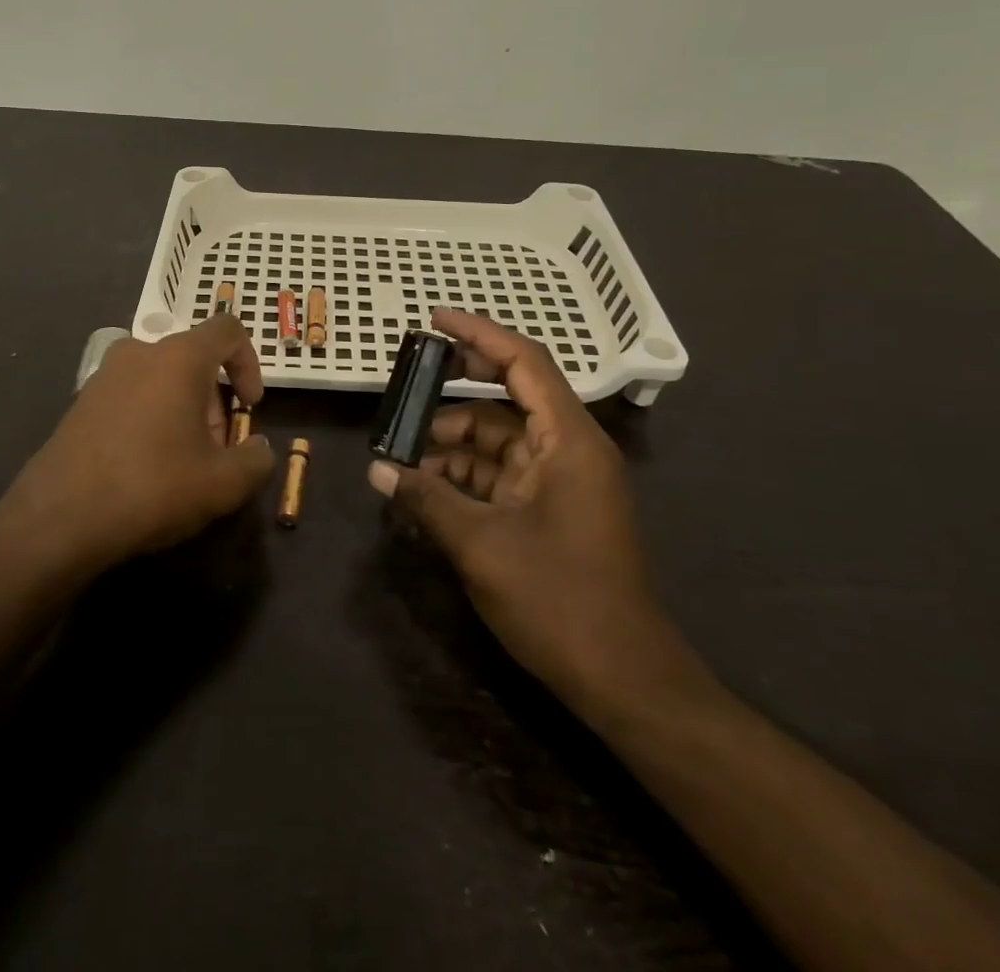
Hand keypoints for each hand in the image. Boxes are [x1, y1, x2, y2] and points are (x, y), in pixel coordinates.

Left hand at [3, 315, 276, 573]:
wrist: (58, 518)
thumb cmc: (152, 487)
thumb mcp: (223, 484)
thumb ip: (257, 460)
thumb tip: (260, 449)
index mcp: (179, 357)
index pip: (227, 330)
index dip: (249, 362)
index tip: (250, 406)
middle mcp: (140, 353)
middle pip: (194, 360)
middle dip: (214, 402)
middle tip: (215, 451)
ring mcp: (105, 375)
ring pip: (162, 379)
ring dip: (183, 411)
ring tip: (181, 463)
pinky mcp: (81, 401)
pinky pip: (132, 395)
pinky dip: (150, 418)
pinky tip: (144, 467)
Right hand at [367, 309, 703, 725]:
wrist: (624, 681)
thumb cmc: (559, 600)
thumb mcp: (481, 544)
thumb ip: (426, 498)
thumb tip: (375, 470)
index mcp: (568, 439)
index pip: (524, 362)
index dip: (479, 334)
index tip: (434, 319)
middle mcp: (569, 449)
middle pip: (506, 398)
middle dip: (451, 396)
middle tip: (402, 390)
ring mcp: (561, 482)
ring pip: (497, 441)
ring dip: (450, 444)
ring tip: (399, 455)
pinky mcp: (551, 511)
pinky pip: (501, 475)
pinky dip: (463, 476)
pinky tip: (422, 488)